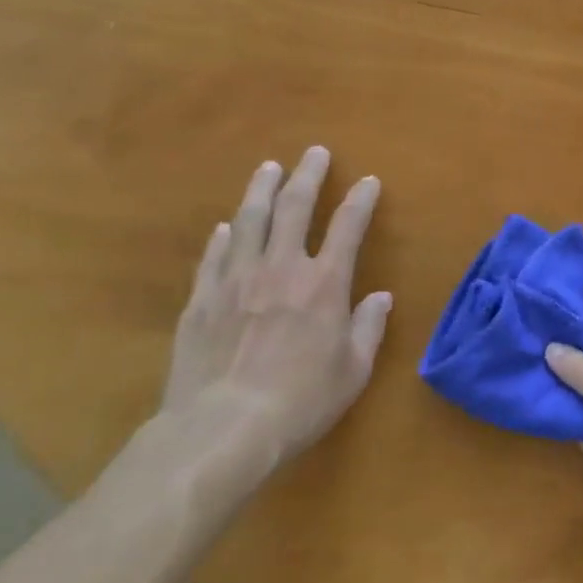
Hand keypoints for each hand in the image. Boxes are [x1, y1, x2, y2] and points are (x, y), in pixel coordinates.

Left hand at [163, 146, 389, 464]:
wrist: (221, 430)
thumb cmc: (300, 402)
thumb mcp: (353, 371)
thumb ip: (368, 328)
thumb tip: (380, 298)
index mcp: (324, 284)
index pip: (348, 227)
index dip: (361, 199)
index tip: (369, 180)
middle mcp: (281, 269)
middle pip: (295, 208)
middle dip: (308, 176)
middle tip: (315, 152)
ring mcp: (236, 281)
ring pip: (250, 221)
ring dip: (262, 190)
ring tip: (269, 168)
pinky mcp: (201, 300)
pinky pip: (214, 256)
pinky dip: (224, 237)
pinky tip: (227, 226)